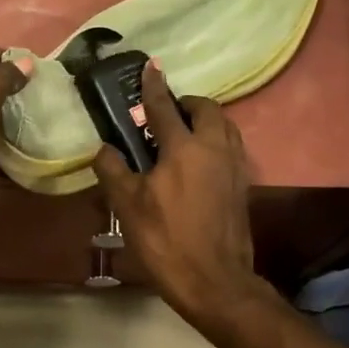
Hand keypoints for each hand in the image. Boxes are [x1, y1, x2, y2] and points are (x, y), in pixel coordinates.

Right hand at [92, 62, 264, 326]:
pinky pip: (231, 146)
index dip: (153, 86)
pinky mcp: (243, 184)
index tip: (149, 67)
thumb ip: (113, 170)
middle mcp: (214, 148)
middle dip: (187, 102)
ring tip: (183, 132)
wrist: (215, 280)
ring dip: (205, 119)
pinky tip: (199, 159)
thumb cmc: (166, 240)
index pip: (165, 107)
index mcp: (184, 148)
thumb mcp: (128, 206)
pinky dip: (215, 139)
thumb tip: (104, 148)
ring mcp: (234, 165)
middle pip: (206, 109)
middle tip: (165, 113)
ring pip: (225, 125)